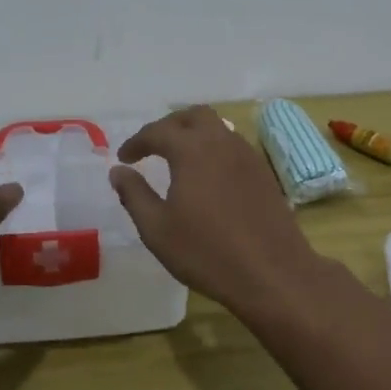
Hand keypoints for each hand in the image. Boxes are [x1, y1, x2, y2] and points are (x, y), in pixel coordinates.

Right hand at [109, 106, 328, 314]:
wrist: (272, 273)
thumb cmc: (207, 252)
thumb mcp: (157, 229)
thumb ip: (134, 195)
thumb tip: (118, 171)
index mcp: (192, 150)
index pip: (157, 131)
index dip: (136, 142)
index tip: (123, 159)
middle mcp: (221, 142)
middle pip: (192, 116)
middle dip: (168, 126)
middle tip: (152, 147)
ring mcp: (247, 156)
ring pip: (217, 128)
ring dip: (194, 134)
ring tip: (178, 158)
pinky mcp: (263, 173)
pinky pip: (233, 146)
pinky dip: (213, 149)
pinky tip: (207, 176)